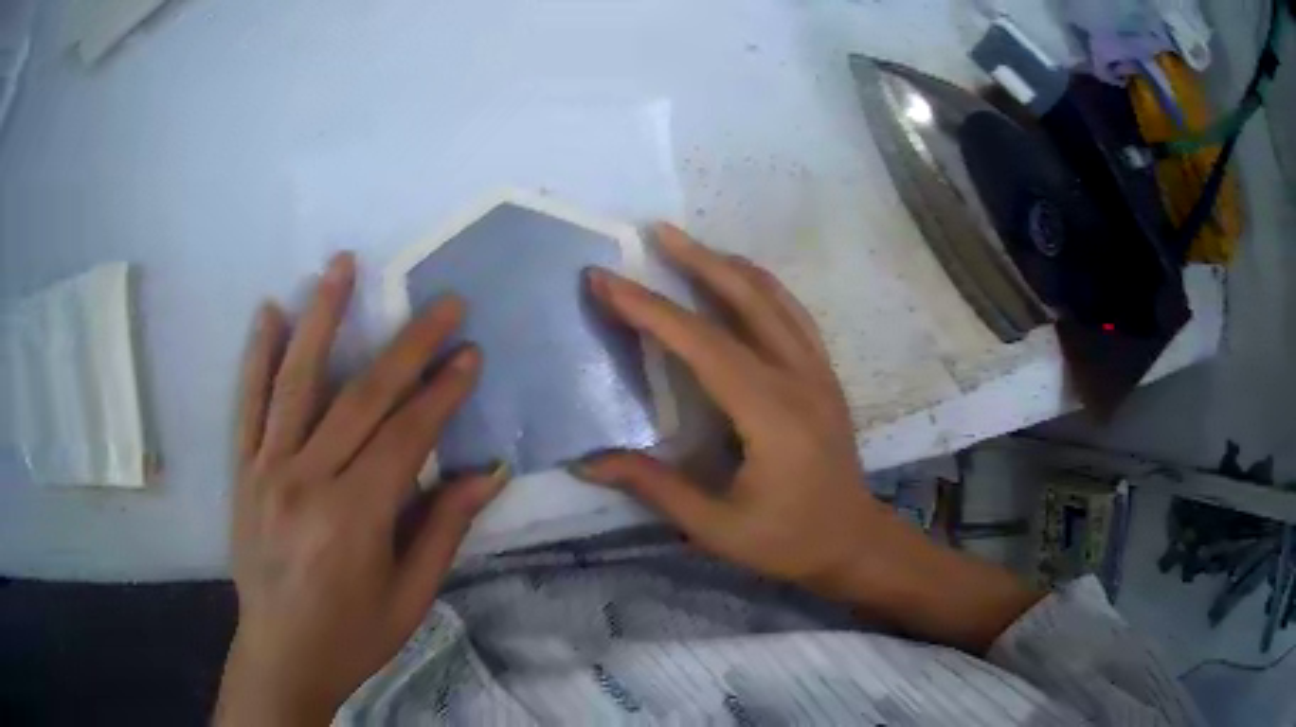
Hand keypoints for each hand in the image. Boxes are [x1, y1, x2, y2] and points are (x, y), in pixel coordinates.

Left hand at [216, 253, 507, 725]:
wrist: (281, 655)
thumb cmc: (353, 635)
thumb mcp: (410, 597)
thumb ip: (443, 530)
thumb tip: (487, 473)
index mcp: (354, 517)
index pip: (406, 436)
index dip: (442, 393)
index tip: (470, 354)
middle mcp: (306, 480)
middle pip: (362, 397)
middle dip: (408, 345)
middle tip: (443, 302)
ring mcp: (267, 469)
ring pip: (296, 380)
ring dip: (322, 317)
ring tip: (342, 264)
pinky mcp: (242, 471)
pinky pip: (248, 405)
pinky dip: (258, 356)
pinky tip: (269, 313)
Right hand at [578, 224, 1040, 652]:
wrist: (854, 542)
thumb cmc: (786, 541)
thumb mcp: (716, 528)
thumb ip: (654, 487)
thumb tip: (587, 463)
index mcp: (771, 415)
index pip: (703, 345)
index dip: (650, 310)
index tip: (606, 280)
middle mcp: (799, 379)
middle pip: (747, 301)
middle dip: (697, 262)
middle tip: (656, 232)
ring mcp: (819, 372)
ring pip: (775, 300)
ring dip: (730, 266)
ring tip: (691, 245)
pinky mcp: (826, 376)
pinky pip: (794, 315)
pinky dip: (763, 287)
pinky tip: (741, 280)